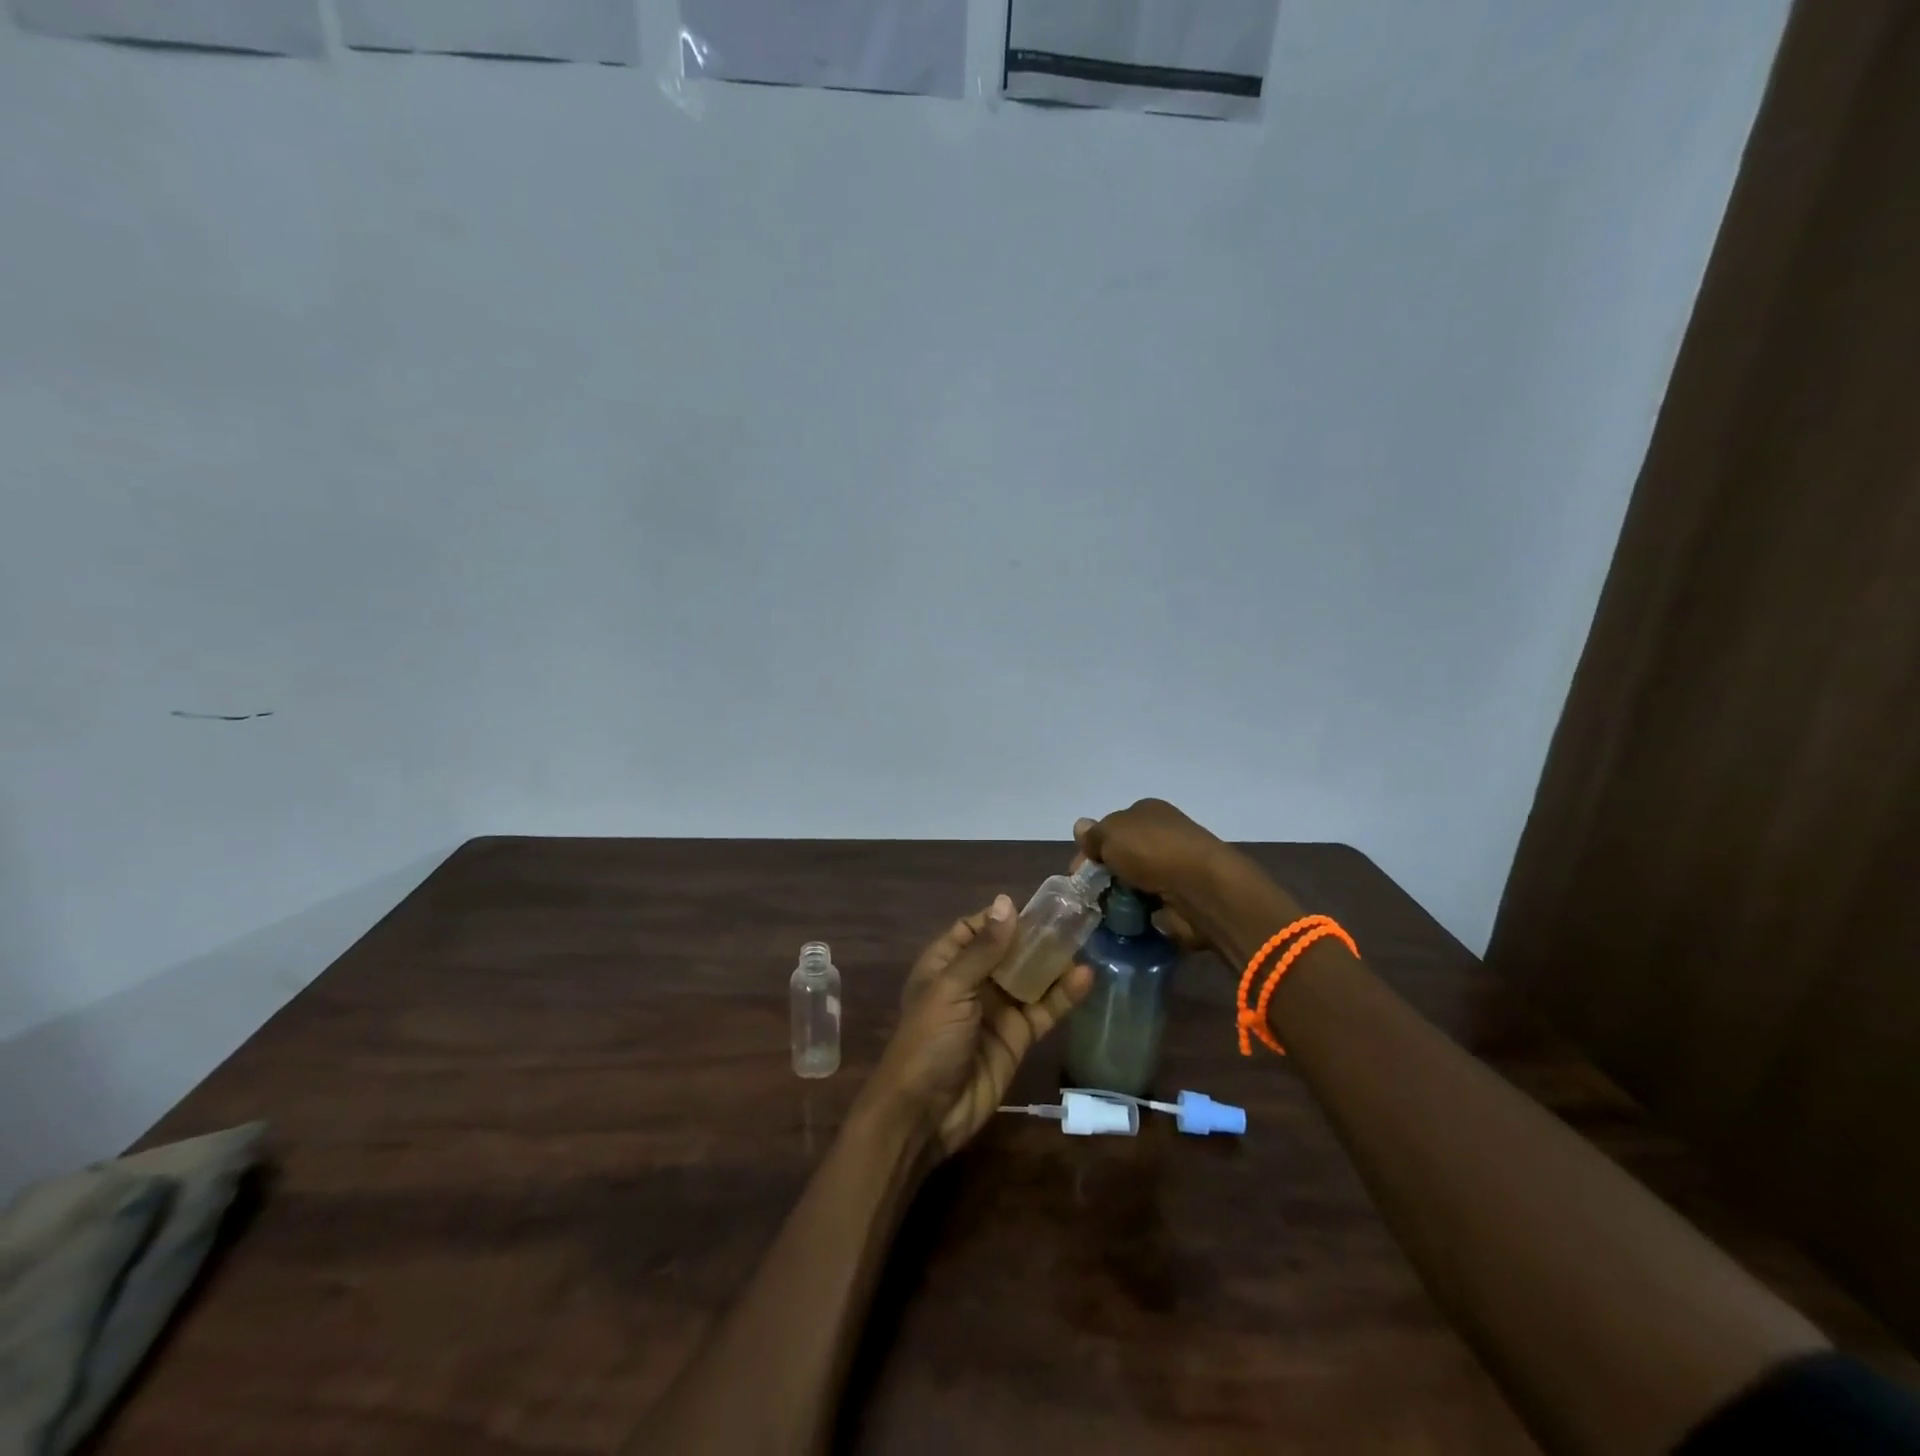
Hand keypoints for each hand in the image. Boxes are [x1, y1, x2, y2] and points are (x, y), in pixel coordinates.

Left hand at [866, 894, 1092, 1159]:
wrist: (925, 1115)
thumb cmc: (929, 1041)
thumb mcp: (951, 989)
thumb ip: (984, 949)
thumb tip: (1007, 902)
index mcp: (945, 964)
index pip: (976, 928)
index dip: (1003, 917)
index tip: (1038, 904)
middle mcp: (972, 982)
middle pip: (1008, 951)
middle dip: (1036, 936)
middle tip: (1073, 917)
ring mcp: (997, 1010)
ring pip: (1030, 978)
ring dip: (1053, 962)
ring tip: (1086, 938)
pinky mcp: (1017, 1038)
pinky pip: (1043, 1010)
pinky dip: (1063, 995)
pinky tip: (1086, 977)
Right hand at [1073, 798, 1236, 952]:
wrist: (1201, 889)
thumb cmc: (1153, 851)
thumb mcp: (1112, 833)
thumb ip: (1093, 835)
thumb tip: (1080, 827)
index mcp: (1147, 812)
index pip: (1110, 829)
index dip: (1090, 849)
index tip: (1077, 873)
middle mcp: (1161, 836)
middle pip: (1120, 857)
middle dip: (1103, 876)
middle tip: (1088, 896)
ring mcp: (1172, 868)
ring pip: (1132, 883)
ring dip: (1118, 898)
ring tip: (1103, 914)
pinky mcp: (1180, 899)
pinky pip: (1147, 907)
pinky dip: (1136, 915)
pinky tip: (1124, 922)